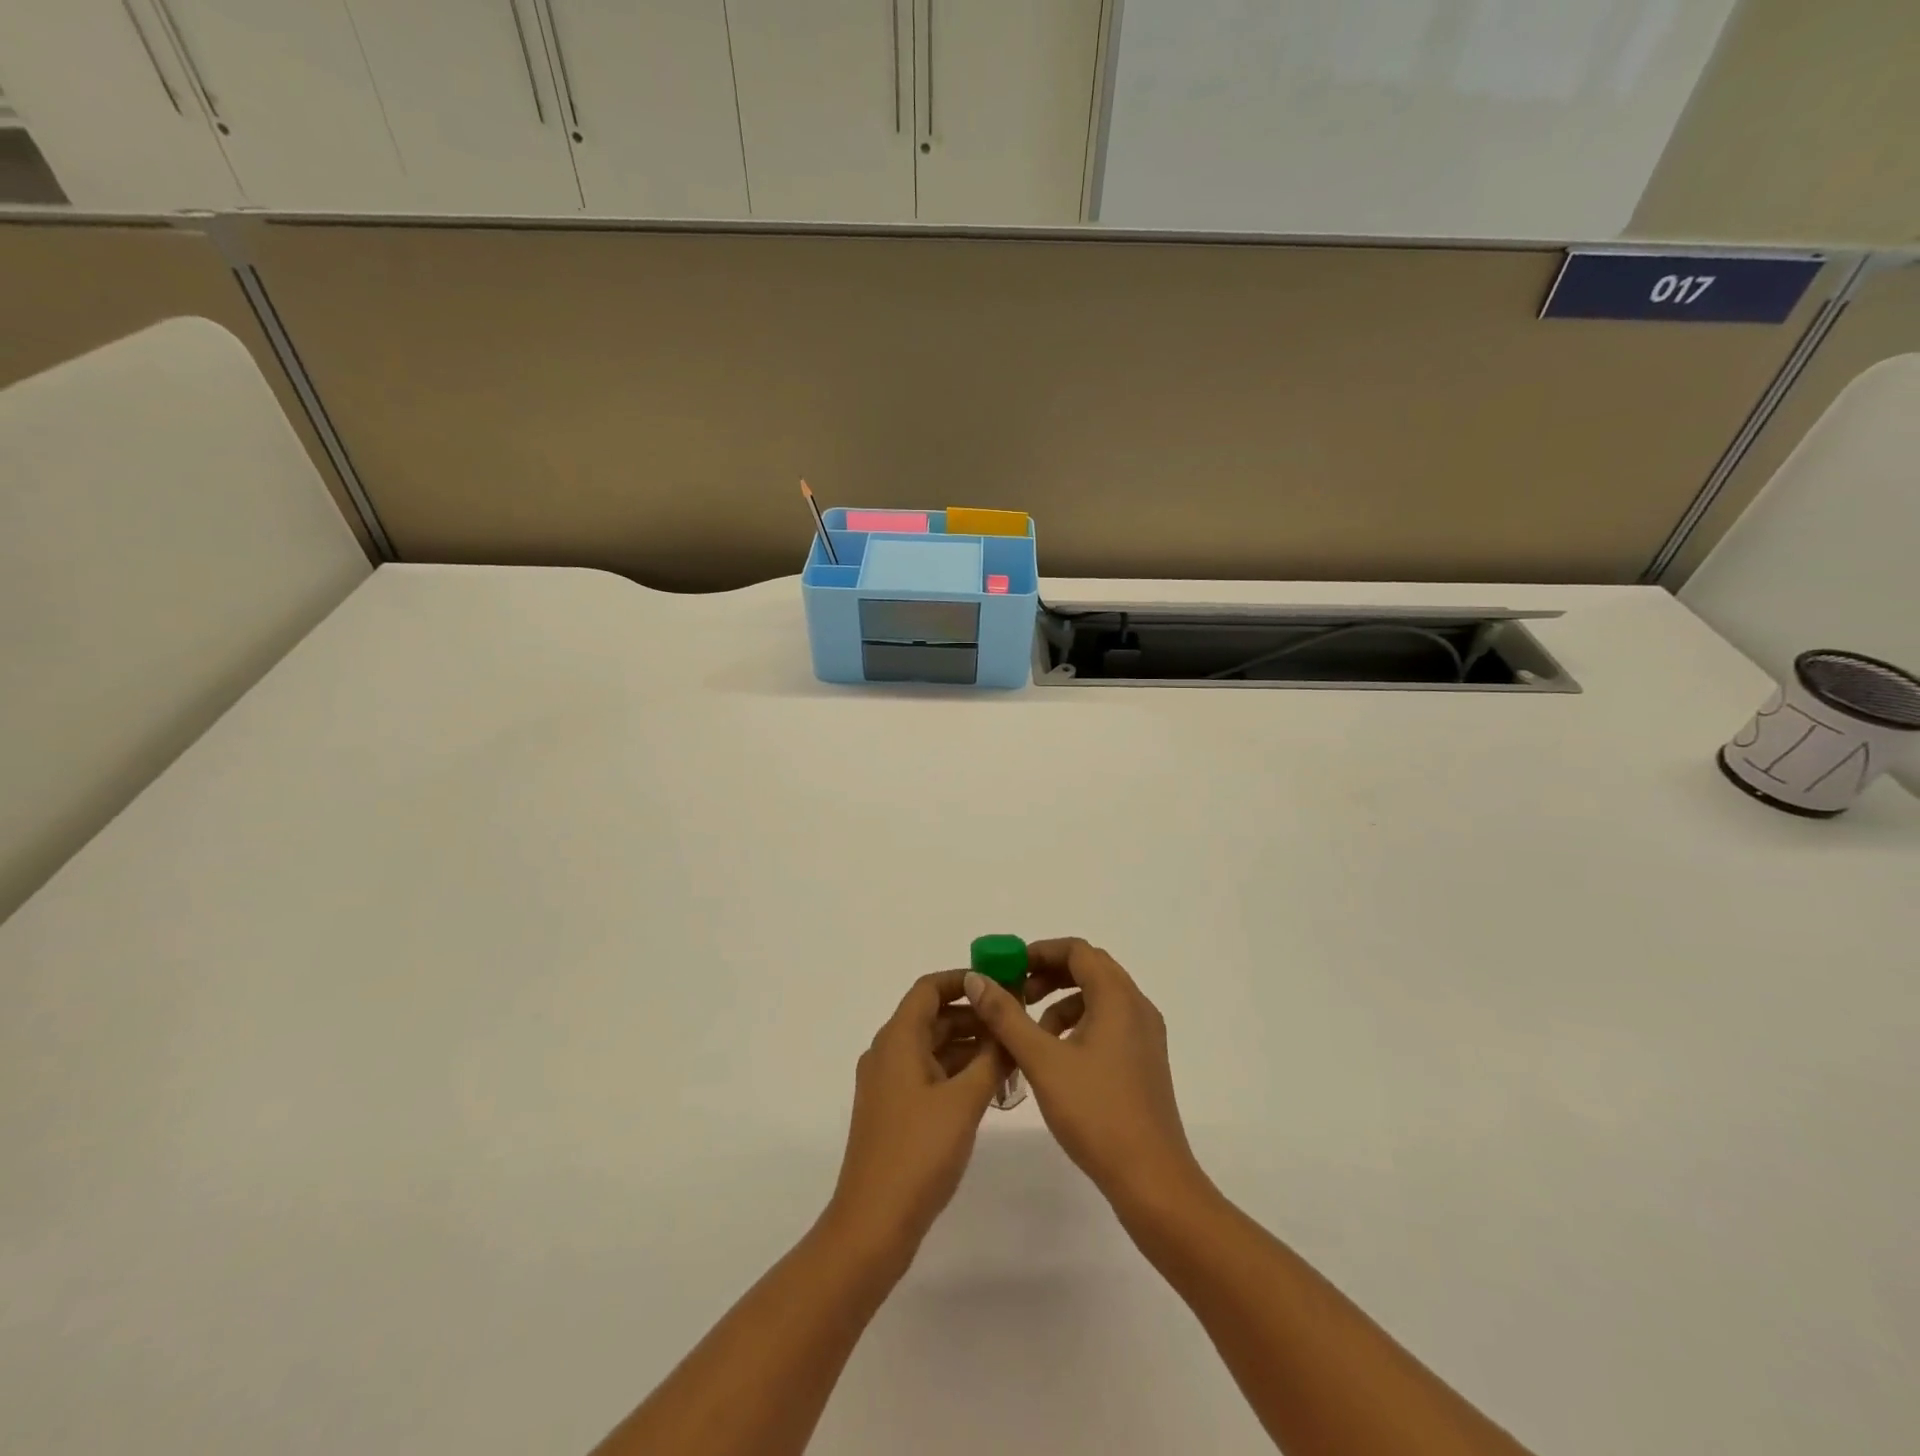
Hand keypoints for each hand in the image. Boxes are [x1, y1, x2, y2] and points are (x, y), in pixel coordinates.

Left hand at [826, 969, 1006, 1265]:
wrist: (873, 1224)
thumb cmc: (918, 1153)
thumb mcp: (964, 1102)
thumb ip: (991, 1059)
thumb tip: (1009, 1026)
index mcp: (897, 1040)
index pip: (928, 989)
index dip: (963, 980)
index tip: (1000, 984)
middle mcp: (888, 1053)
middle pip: (932, 1017)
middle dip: (974, 1016)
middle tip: (1016, 1021)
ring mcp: (889, 1084)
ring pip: (932, 1047)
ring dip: (969, 1046)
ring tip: (1012, 1054)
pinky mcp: (894, 1110)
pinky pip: (928, 1074)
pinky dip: (957, 1071)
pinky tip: (990, 1085)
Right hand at [964, 939, 1202, 1214]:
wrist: (1151, 1178)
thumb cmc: (1096, 1113)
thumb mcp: (1042, 1060)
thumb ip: (1007, 1016)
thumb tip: (977, 979)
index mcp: (1118, 997)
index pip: (1077, 950)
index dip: (1039, 952)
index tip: (1008, 970)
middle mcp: (1137, 1006)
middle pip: (1089, 969)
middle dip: (1049, 975)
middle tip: (1016, 995)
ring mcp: (1145, 1035)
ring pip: (1099, 997)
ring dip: (1062, 1002)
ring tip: (1032, 1033)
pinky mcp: (1145, 1060)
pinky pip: (1109, 1022)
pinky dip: (1079, 1024)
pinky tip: (1058, 1058)